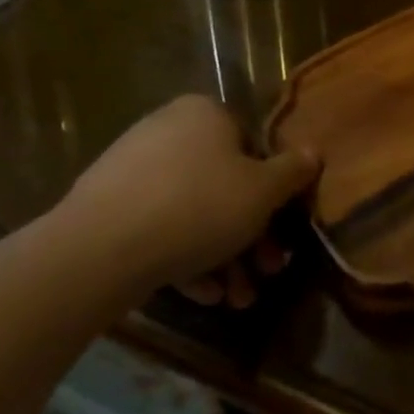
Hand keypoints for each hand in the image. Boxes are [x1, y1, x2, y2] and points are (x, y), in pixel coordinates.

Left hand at [59, 96, 317, 303]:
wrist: (100, 250)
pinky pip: (160, 229)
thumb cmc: (198, 207)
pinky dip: (186, 258)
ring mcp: (133, 169)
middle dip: (251, 237)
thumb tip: (314, 152)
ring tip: (237, 299)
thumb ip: (294, 171)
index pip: (254, 148)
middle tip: (266, 272)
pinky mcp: (107, 208)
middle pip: (225, 186)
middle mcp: (168, 131)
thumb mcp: (263, 191)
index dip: (275, 194)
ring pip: (194, 213)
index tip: (284, 232)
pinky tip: (204, 294)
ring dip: (224, 257)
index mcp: (205, 114)